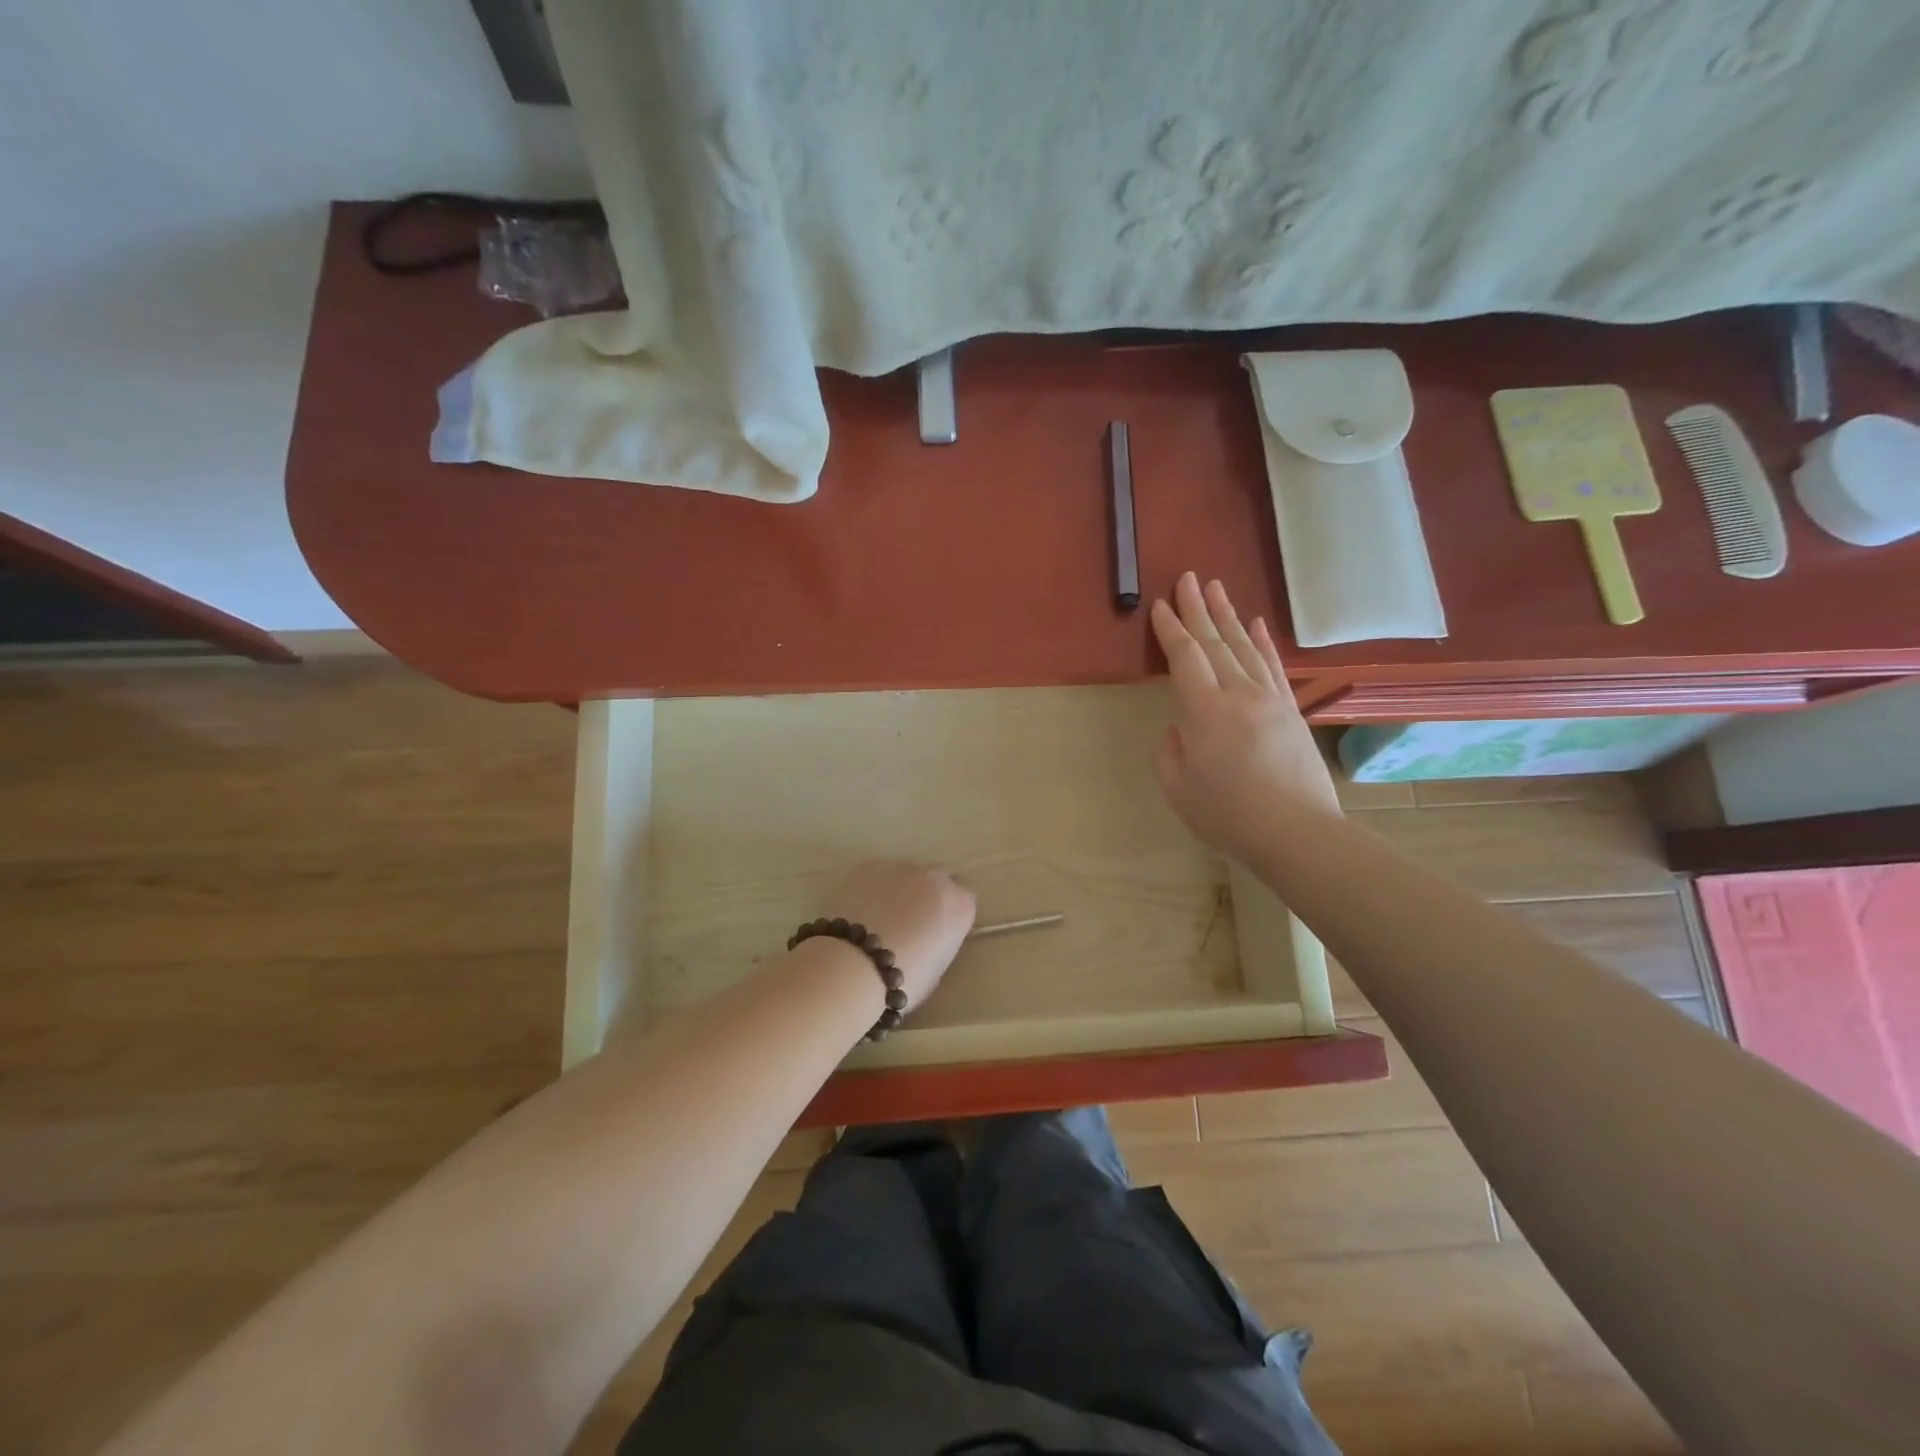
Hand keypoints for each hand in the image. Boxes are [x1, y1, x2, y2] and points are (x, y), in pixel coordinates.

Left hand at [817, 860, 976, 1011]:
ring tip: (878, 917)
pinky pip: (877, 874)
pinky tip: (858, 909)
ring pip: (906, 875)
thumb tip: (927, 937)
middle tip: (908, 923)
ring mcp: (902, 867)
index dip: (949, 916)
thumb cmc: (903, 980)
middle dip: (927, 896)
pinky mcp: (869, 865)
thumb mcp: (937, 969)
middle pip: (937, 881)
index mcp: (960, 905)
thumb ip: (939, 942)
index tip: (937, 932)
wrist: (854, 966)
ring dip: (899, 890)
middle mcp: (936, 878)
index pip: (965, 901)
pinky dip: (872, 887)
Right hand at [1150, 572, 1341, 863]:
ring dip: (1228, 615)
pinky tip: (1257, 623)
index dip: (1170, 630)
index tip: (1160, 605)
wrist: (1297, 833)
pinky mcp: (1291, 710)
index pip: (1185, 657)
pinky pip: (1274, 666)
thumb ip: (1169, 752)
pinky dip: (1264, 642)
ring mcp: (1270, 699)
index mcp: (1205, 711)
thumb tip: (1180, 728)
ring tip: (1215, 587)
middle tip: (1187, 577)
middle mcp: (1239, 694)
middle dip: (1197, 609)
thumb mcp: (1178, 789)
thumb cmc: (1228, 815)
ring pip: (1245, 647)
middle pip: (1215, 642)